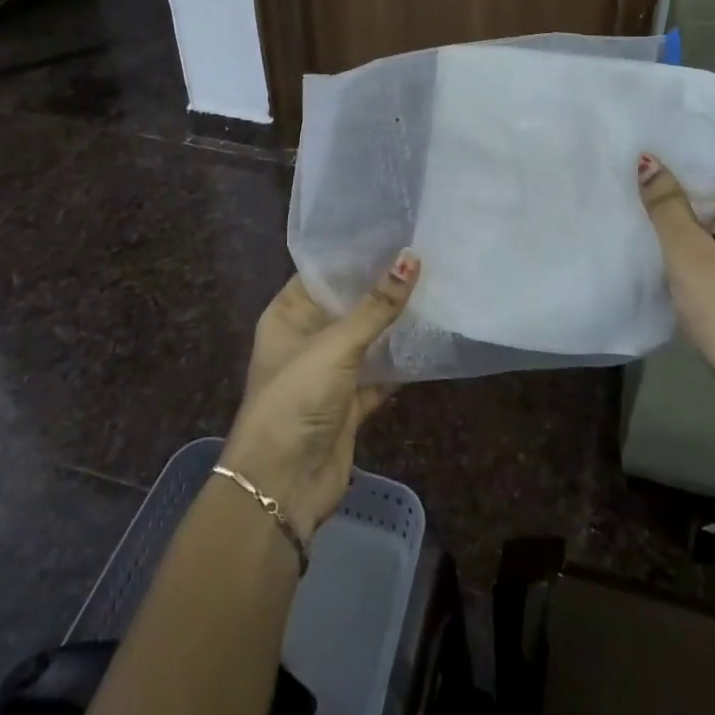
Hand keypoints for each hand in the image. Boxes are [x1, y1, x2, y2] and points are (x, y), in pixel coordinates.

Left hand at [221, 254, 419, 540]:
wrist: (280, 486)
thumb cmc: (295, 399)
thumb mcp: (336, 345)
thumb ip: (377, 305)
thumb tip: (412, 257)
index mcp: (287, 316)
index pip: (321, 273)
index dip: (353, 253)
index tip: (392, 229)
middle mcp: (305, 339)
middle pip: (347, 304)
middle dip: (380, 285)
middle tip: (423, 253)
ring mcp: (327, 373)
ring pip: (366, 339)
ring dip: (393, 323)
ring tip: (433, 287)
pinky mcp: (348, 403)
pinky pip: (379, 374)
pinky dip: (400, 363)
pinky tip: (430, 341)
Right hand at [638, 127, 714, 470]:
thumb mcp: (690, 256)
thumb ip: (666, 204)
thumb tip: (648, 160)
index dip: (691, 128)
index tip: (648, 124)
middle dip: (682, 161)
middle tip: (630, 154)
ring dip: (688, 196)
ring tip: (637, 186)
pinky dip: (699, 224)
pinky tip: (663, 232)